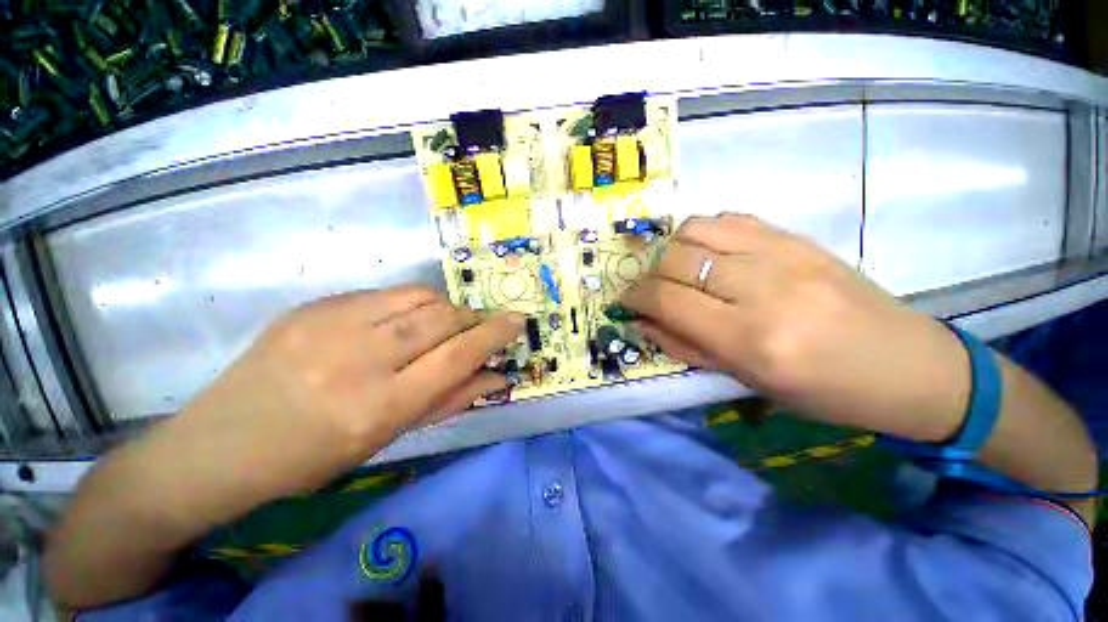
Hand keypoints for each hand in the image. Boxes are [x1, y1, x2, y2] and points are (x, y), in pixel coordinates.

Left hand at [175, 285, 523, 501]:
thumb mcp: (388, 438)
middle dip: (473, 319)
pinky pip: (386, 294)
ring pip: (419, 297)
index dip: (495, 334)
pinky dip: (411, 305)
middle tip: (480, 327)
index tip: (518, 320)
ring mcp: (331, 323)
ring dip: (446, 308)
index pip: (458, 355)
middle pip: (442, 318)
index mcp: (379, 405)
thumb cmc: (313, 456)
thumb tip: (496, 377)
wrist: (221, 443)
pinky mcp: (315, 305)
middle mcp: (359, 358)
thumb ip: (449, 400)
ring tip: (446, 324)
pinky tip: (403, 322)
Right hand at [621, 214, 969, 441]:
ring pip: (695, 229)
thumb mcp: (745, 381)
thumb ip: (685, 346)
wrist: (906, 364)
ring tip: (677, 271)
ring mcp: (781, 252)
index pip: (667, 300)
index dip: (635, 297)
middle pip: (675, 259)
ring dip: (672, 250)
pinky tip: (708, 254)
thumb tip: (641, 322)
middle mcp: (761, 286)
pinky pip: (728, 219)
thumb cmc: (823, 391)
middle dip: (648, 276)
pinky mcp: (796, 236)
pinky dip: (702, 233)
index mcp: (750, 337)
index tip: (626, 303)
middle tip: (650, 292)